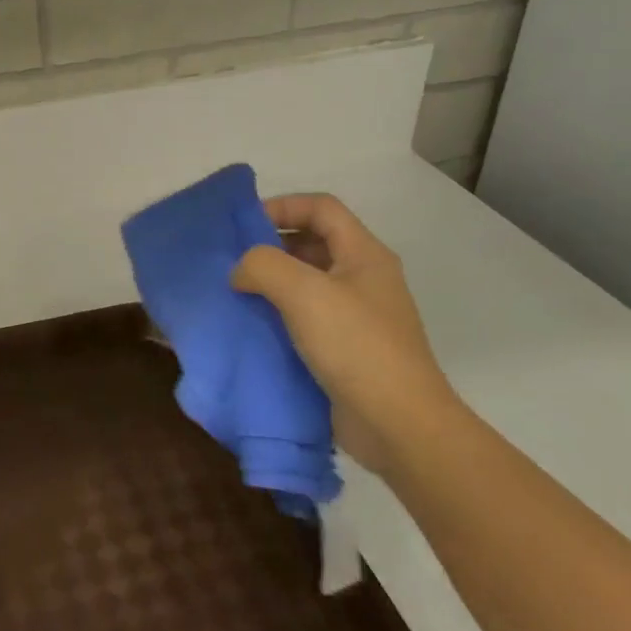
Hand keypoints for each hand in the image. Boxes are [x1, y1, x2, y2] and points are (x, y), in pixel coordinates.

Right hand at [231, 193, 460, 473]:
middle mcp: (363, 279)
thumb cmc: (356, 346)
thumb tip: (241, 272)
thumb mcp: (304, 293)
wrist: (398, 424)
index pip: (321, 208)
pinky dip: (276, 317)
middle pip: (313, 243)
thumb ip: (263, 266)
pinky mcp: (344, 349)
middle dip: (270, 246)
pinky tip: (250, 329)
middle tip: (231, 262)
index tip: (242, 226)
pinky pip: (304, 319)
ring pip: (305, 283)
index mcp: (364, 255)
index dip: (282, 206)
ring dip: (269, 284)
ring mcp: (356, 316)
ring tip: (233, 295)